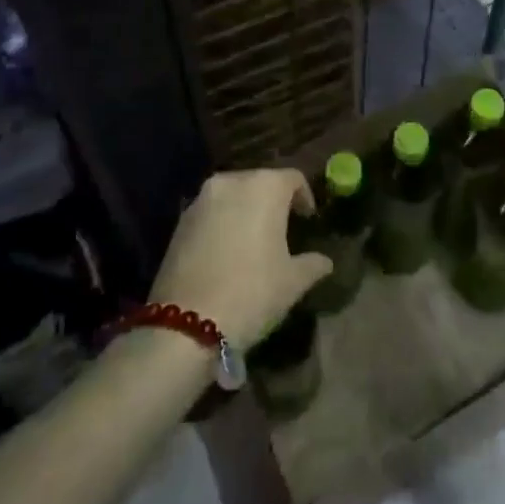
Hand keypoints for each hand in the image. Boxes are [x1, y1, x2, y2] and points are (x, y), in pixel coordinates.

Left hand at [149, 168, 333, 349]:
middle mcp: (232, 182)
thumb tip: (324, 261)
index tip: (308, 219)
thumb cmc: (251, 293)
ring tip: (253, 240)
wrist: (185, 325)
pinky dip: (222, 223)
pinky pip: (211, 212)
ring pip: (232, 195)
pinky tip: (226, 251)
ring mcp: (201, 200)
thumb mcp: (292, 282)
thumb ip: (312, 264)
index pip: (293, 178)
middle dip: (273, 201)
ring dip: (245, 210)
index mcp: (265, 186)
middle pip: (260, 181)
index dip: (304, 197)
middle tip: (282, 229)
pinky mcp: (179, 221)